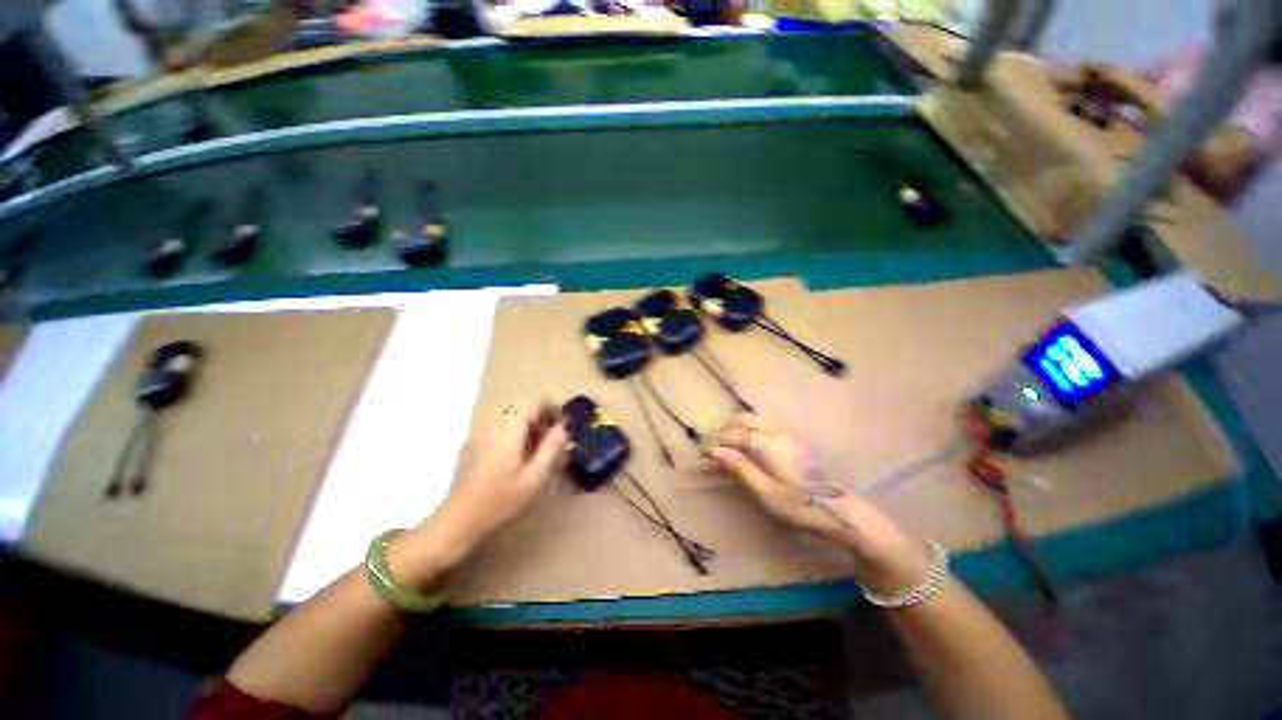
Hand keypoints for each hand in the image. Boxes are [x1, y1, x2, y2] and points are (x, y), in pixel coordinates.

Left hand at [390, 402, 567, 587]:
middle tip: (553, 440)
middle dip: (540, 419)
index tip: (563, 422)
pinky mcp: (472, 447)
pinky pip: (499, 431)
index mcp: (509, 431)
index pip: (533, 404)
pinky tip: (516, 460)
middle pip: (521, 410)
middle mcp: (493, 427)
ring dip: (528, 428)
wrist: (456, 523)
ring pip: (510, 420)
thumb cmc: (499, 502)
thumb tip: (565, 427)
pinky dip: (513, 436)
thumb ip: (552, 449)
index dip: (551, 408)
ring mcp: (480, 436)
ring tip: (538, 451)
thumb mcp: (534, 478)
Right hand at [707, 413, 930, 595]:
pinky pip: (766, 423)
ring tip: (731, 447)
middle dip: (725, 431)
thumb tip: (714, 450)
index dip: (715, 443)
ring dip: (738, 427)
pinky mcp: (796, 437)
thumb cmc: (801, 505)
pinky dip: (751, 428)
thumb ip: (739, 468)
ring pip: (755, 418)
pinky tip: (752, 446)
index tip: (703, 455)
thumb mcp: (765, 492)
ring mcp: (788, 431)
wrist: (842, 509)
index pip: (733, 434)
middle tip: (716, 450)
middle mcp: (776, 430)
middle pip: (743, 419)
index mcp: (767, 442)